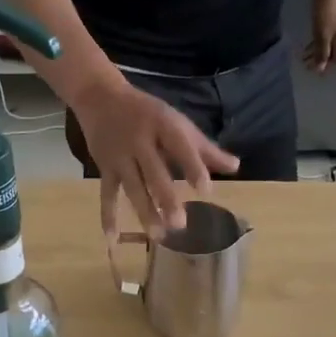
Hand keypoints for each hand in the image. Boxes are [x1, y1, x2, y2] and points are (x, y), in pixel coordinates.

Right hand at [73, 79, 238, 238]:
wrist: (100, 97)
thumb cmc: (147, 113)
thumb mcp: (177, 123)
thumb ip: (204, 148)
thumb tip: (235, 167)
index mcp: (162, 125)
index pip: (179, 146)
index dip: (192, 167)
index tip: (206, 191)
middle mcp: (139, 140)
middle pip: (153, 173)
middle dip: (166, 198)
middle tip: (180, 223)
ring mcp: (119, 156)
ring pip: (132, 187)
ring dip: (144, 212)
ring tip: (158, 235)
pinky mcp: (104, 168)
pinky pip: (107, 195)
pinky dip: (108, 216)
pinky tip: (113, 239)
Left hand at [304, 0, 335, 72]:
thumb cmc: (324, 16)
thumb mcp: (322, 37)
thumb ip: (321, 54)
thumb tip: (320, 71)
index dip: (324, 66)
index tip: (311, 71)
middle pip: (332, 53)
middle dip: (319, 60)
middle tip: (304, 65)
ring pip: (327, 46)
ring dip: (316, 52)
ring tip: (303, 58)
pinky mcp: (332, 23)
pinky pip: (325, 38)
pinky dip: (317, 44)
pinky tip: (308, 47)